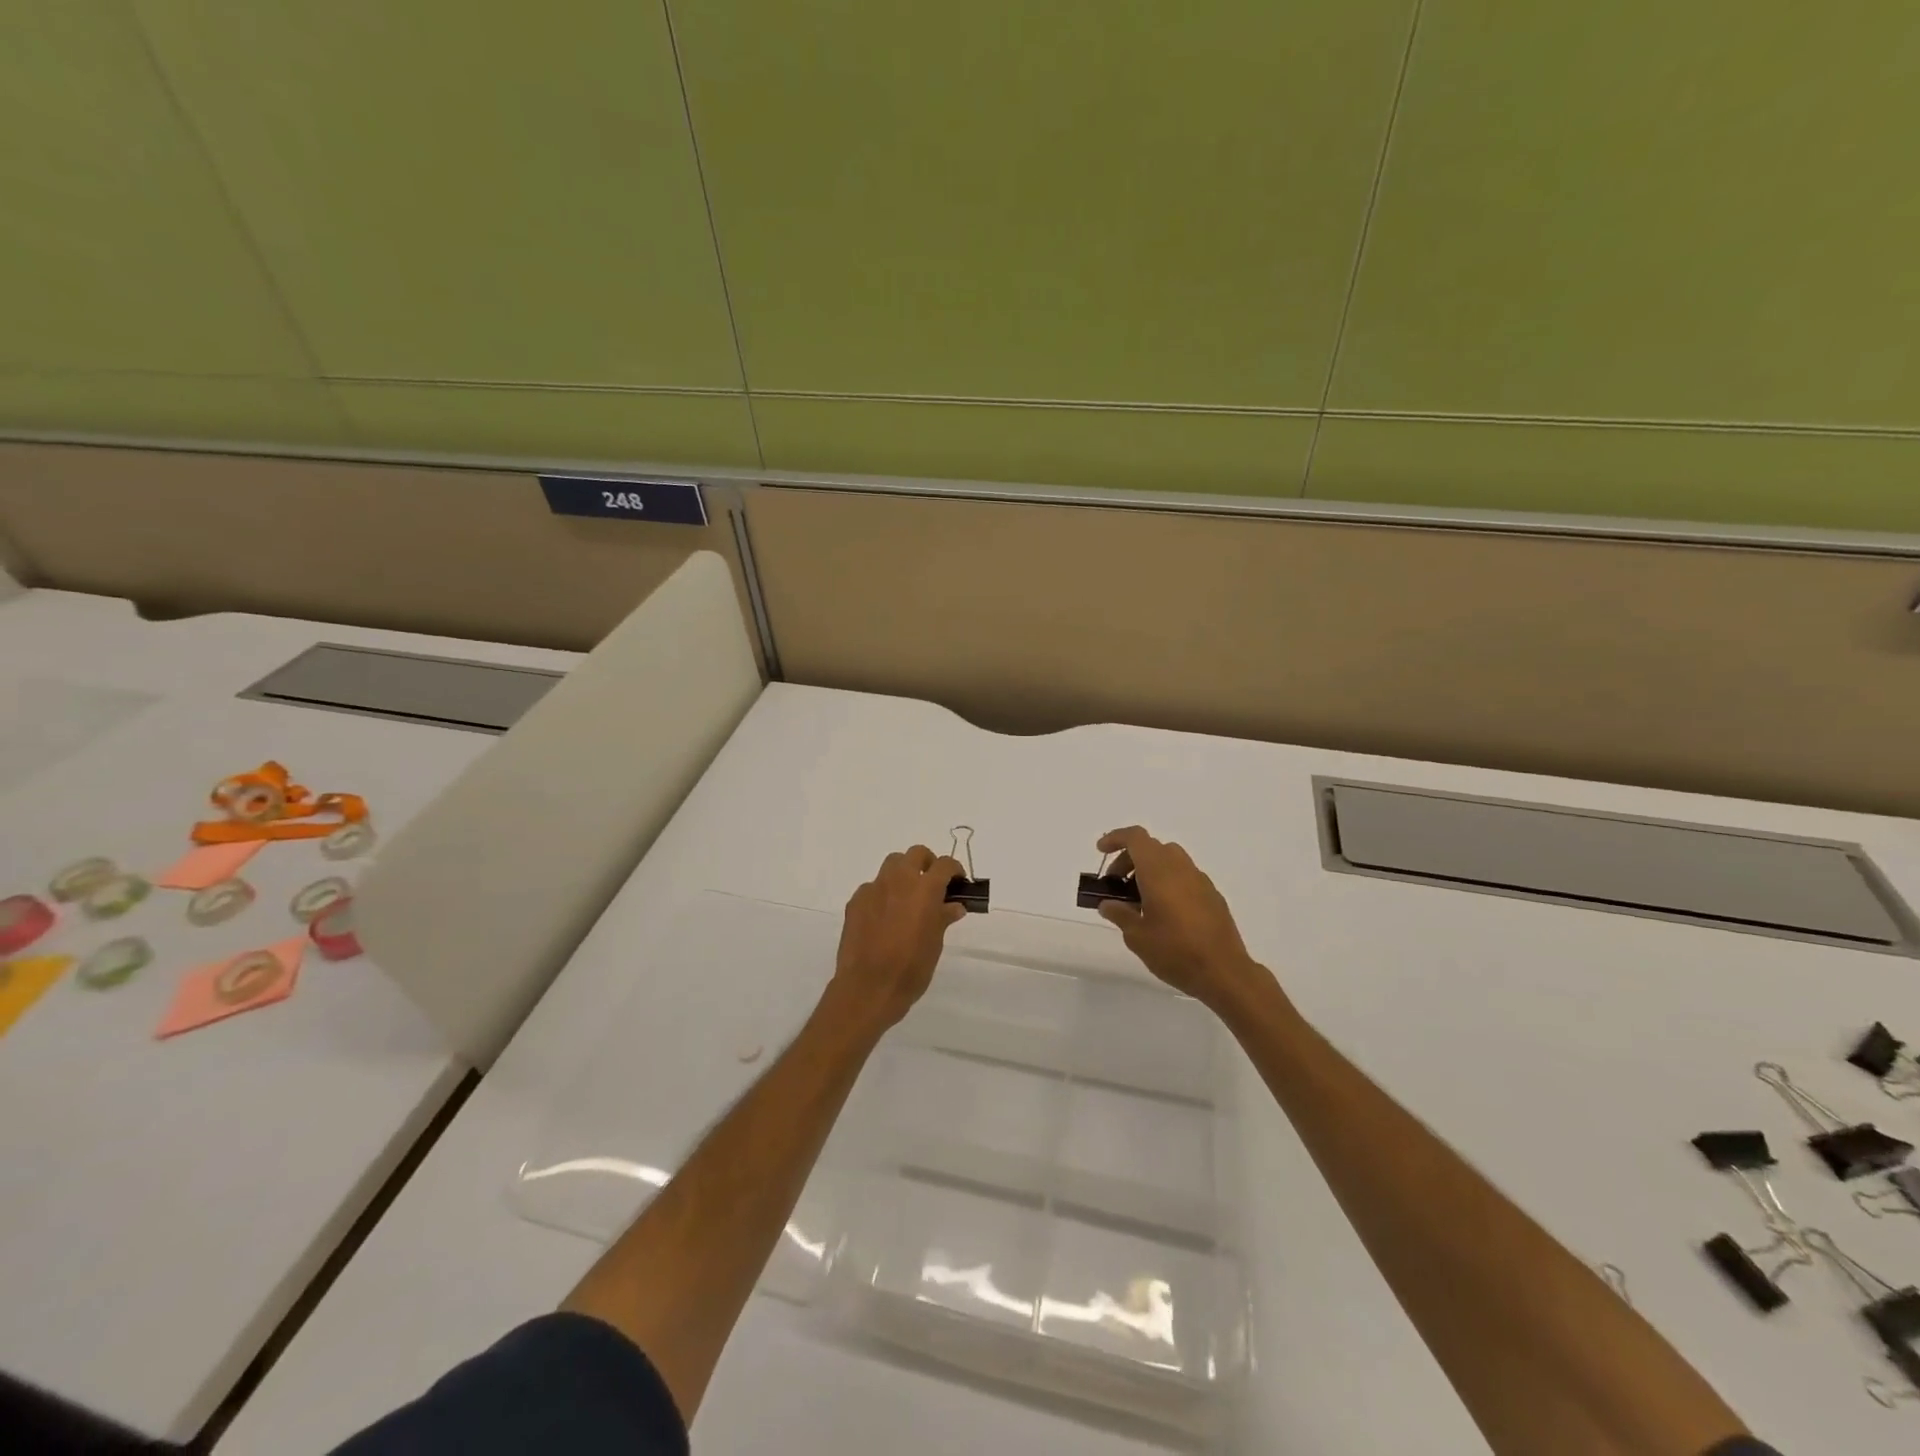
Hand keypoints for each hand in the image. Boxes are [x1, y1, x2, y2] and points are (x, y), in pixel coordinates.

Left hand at [827, 846, 967, 1033]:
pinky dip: (883, 894)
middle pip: (916, 854)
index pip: (945, 864)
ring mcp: (874, 888)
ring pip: (892, 865)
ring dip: (903, 873)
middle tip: (933, 884)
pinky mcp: (855, 901)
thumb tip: (954, 906)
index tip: (958, 882)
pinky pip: (873, 887)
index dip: (955, 870)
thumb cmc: (911, 968)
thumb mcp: (935, 943)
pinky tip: (884, 916)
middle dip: (927, 863)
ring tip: (907, 897)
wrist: (868, 988)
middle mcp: (899, 880)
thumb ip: (943, 918)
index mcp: (925, 889)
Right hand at [1095, 826, 1272, 1014]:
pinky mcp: (1212, 895)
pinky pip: (1184, 876)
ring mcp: (1200, 880)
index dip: (1116, 838)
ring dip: (1149, 870)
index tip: (1101, 851)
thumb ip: (1120, 914)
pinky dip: (1168, 882)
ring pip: (1170, 860)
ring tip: (1139, 900)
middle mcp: (1180, 868)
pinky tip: (1164, 912)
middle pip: (1151, 847)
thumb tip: (1108, 904)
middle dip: (1129, 860)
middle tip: (1116, 885)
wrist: (1225, 972)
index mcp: (1158, 872)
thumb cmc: (1175, 951)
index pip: (1136, 838)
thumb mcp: (1137, 937)